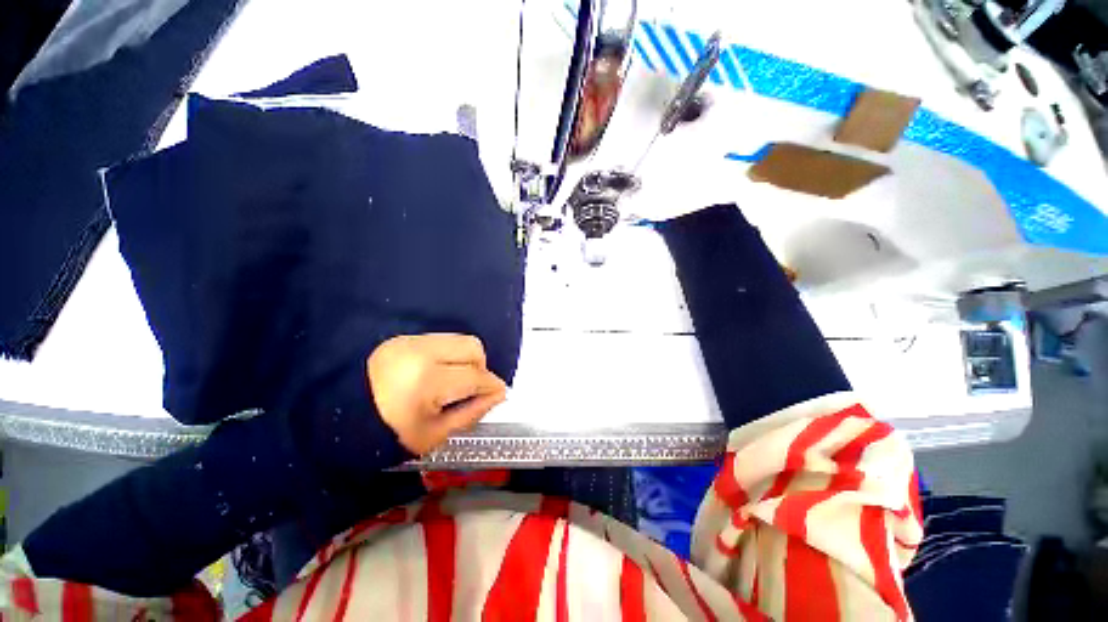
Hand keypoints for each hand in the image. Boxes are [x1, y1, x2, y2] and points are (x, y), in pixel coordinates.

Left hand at [368, 334, 506, 454]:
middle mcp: (421, 351)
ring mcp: (411, 341)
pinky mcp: (404, 338)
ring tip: (454, 380)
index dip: (492, 386)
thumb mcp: (433, 434)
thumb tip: (497, 396)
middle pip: (472, 347)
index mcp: (426, 380)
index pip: (475, 375)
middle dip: (481, 367)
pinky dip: (449, 355)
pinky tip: (438, 373)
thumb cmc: (385, 434)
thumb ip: (472, 413)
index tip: (499, 393)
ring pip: (459, 340)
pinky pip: (442, 340)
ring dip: (466, 359)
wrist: (336, 416)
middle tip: (474, 387)